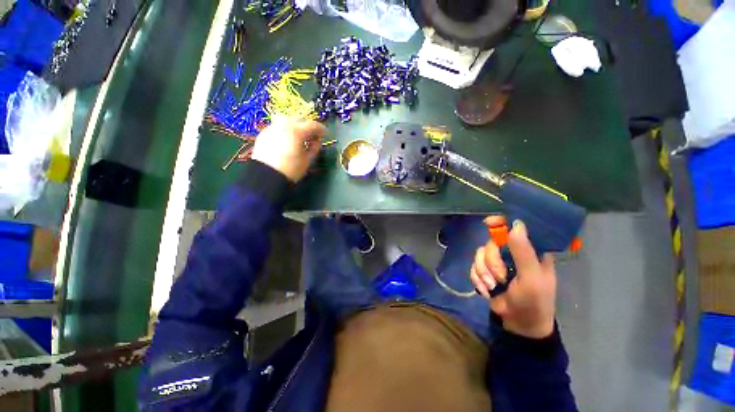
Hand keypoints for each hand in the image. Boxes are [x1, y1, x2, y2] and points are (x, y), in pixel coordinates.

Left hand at [251, 115, 326, 181]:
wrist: (266, 175)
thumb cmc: (291, 169)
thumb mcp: (307, 160)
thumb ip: (314, 148)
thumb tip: (317, 141)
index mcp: (297, 131)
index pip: (313, 125)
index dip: (321, 129)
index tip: (325, 134)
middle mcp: (284, 125)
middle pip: (299, 119)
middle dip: (307, 126)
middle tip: (312, 136)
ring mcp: (272, 128)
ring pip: (286, 120)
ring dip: (295, 126)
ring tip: (298, 137)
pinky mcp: (263, 133)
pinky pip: (277, 127)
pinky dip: (284, 131)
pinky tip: (286, 141)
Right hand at [470, 217, 556, 338]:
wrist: (519, 324)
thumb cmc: (534, 302)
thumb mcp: (532, 278)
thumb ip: (523, 252)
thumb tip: (516, 224)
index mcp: (530, 250)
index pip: (516, 227)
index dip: (501, 222)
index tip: (488, 223)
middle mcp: (512, 252)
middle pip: (491, 243)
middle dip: (492, 262)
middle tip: (500, 278)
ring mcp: (497, 262)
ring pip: (480, 254)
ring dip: (483, 273)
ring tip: (493, 287)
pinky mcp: (485, 271)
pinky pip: (473, 266)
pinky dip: (477, 278)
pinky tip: (486, 291)